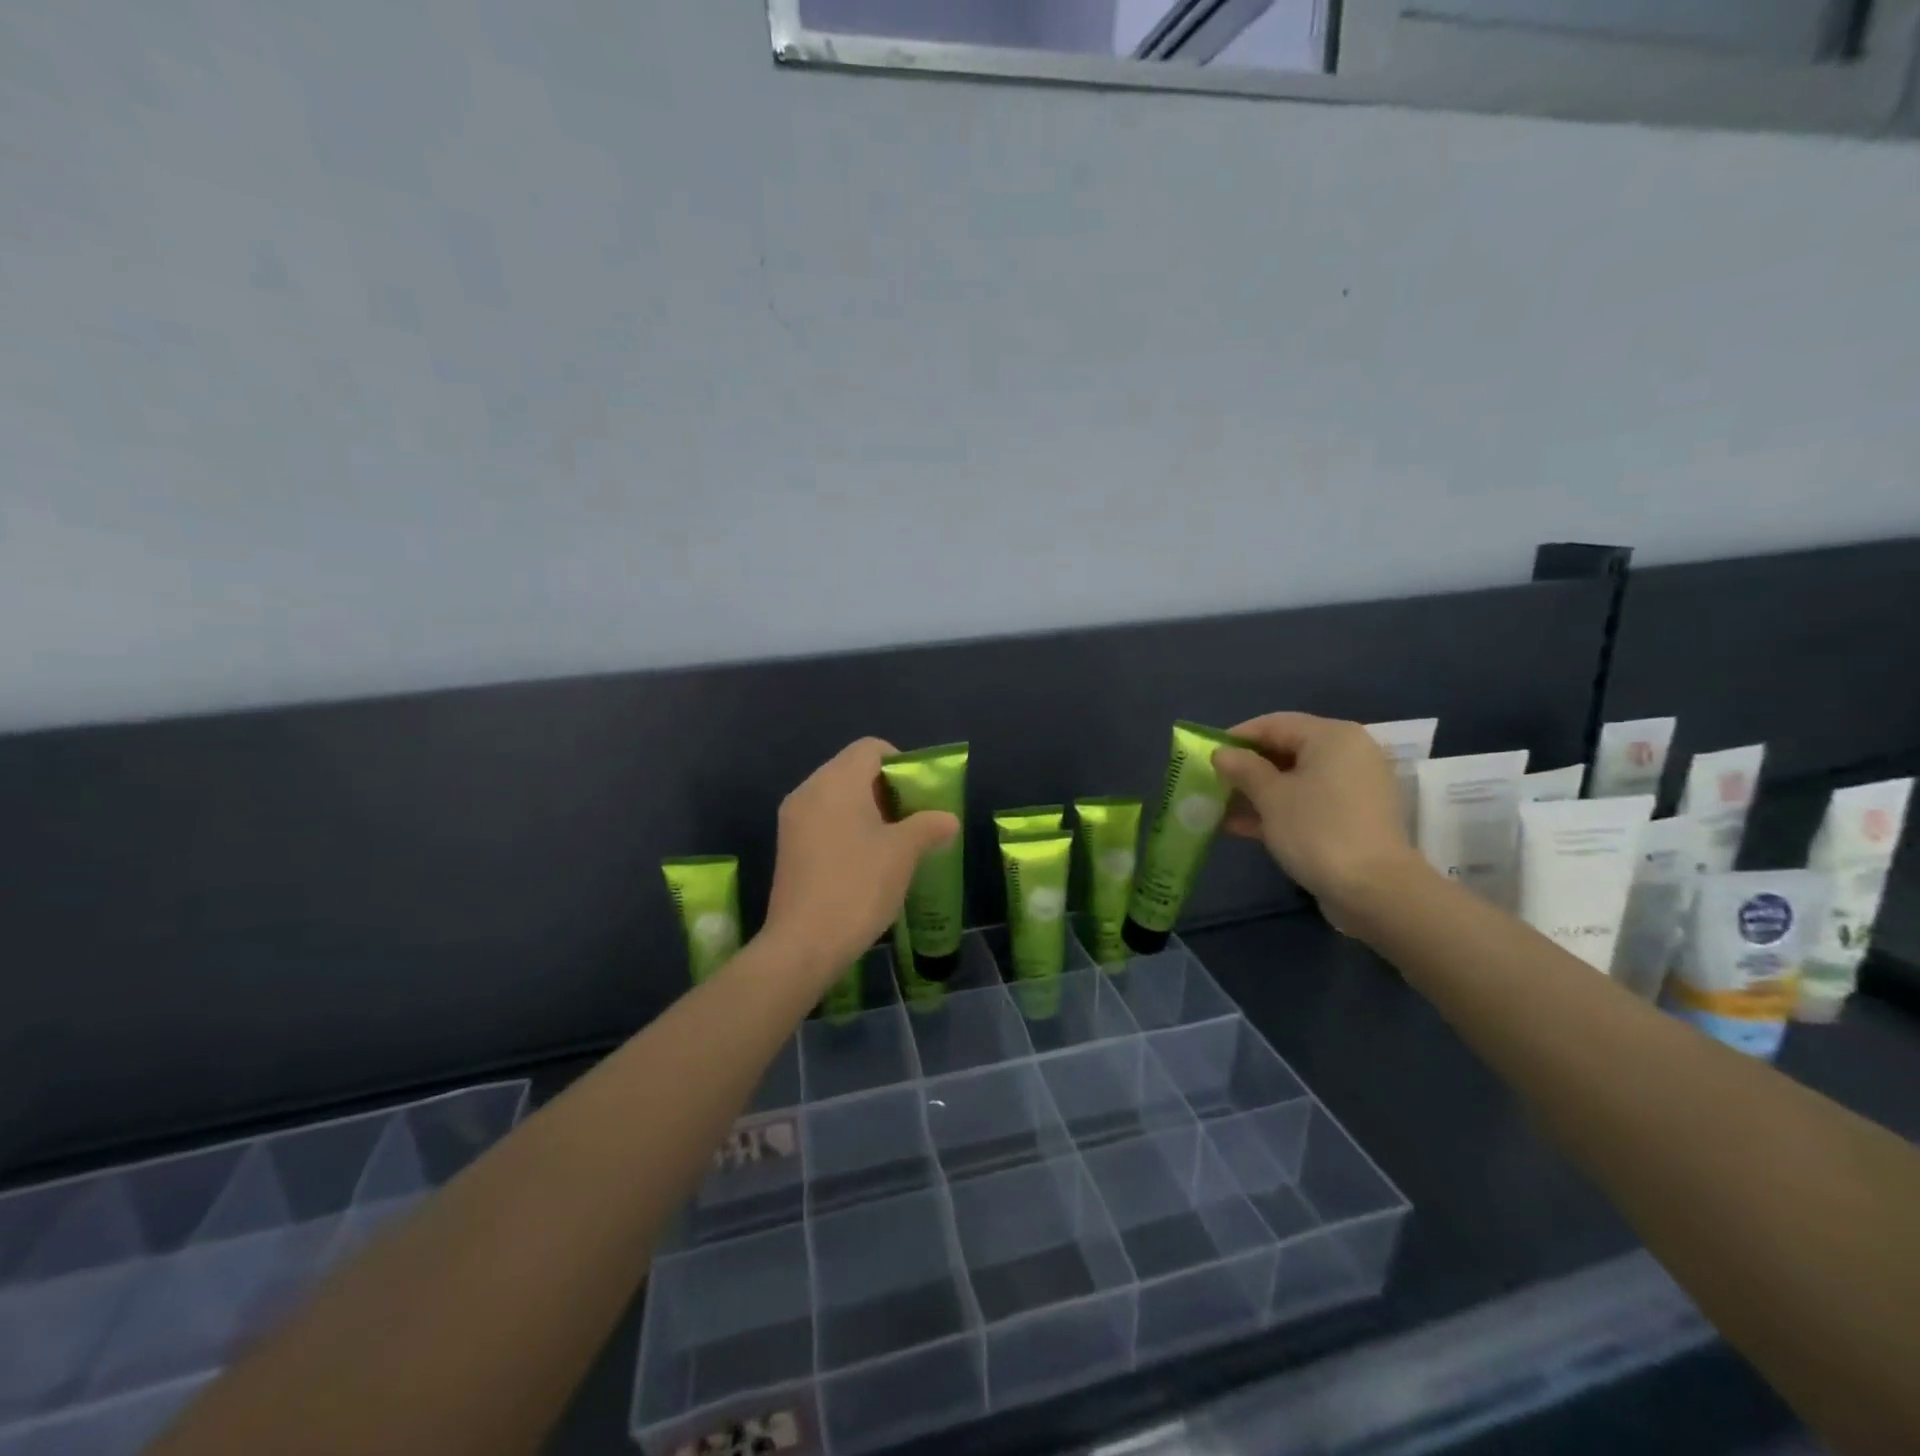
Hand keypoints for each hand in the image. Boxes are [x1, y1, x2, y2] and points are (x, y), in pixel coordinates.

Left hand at [763, 738, 958, 983]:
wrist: (803, 944)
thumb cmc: (858, 886)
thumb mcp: (903, 853)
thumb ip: (928, 827)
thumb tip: (947, 820)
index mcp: (836, 782)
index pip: (871, 748)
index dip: (901, 763)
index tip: (920, 794)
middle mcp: (809, 791)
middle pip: (852, 770)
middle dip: (887, 789)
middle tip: (913, 819)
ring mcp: (793, 819)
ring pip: (837, 797)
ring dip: (868, 810)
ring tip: (893, 843)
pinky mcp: (787, 847)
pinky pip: (823, 820)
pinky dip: (847, 828)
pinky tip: (866, 861)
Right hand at [1212, 712, 1427, 930]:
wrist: (1374, 890)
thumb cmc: (1317, 830)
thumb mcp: (1270, 796)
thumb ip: (1243, 769)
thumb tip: (1222, 753)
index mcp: (1331, 736)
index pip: (1273, 724)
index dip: (1236, 737)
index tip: (1205, 755)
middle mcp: (1347, 753)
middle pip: (1285, 750)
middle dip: (1245, 768)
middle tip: (1211, 783)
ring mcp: (1353, 787)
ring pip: (1294, 779)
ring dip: (1256, 792)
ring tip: (1219, 809)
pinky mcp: (1352, 817)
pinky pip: (1308, 801)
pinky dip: (1277, 809)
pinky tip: (1241, 827)